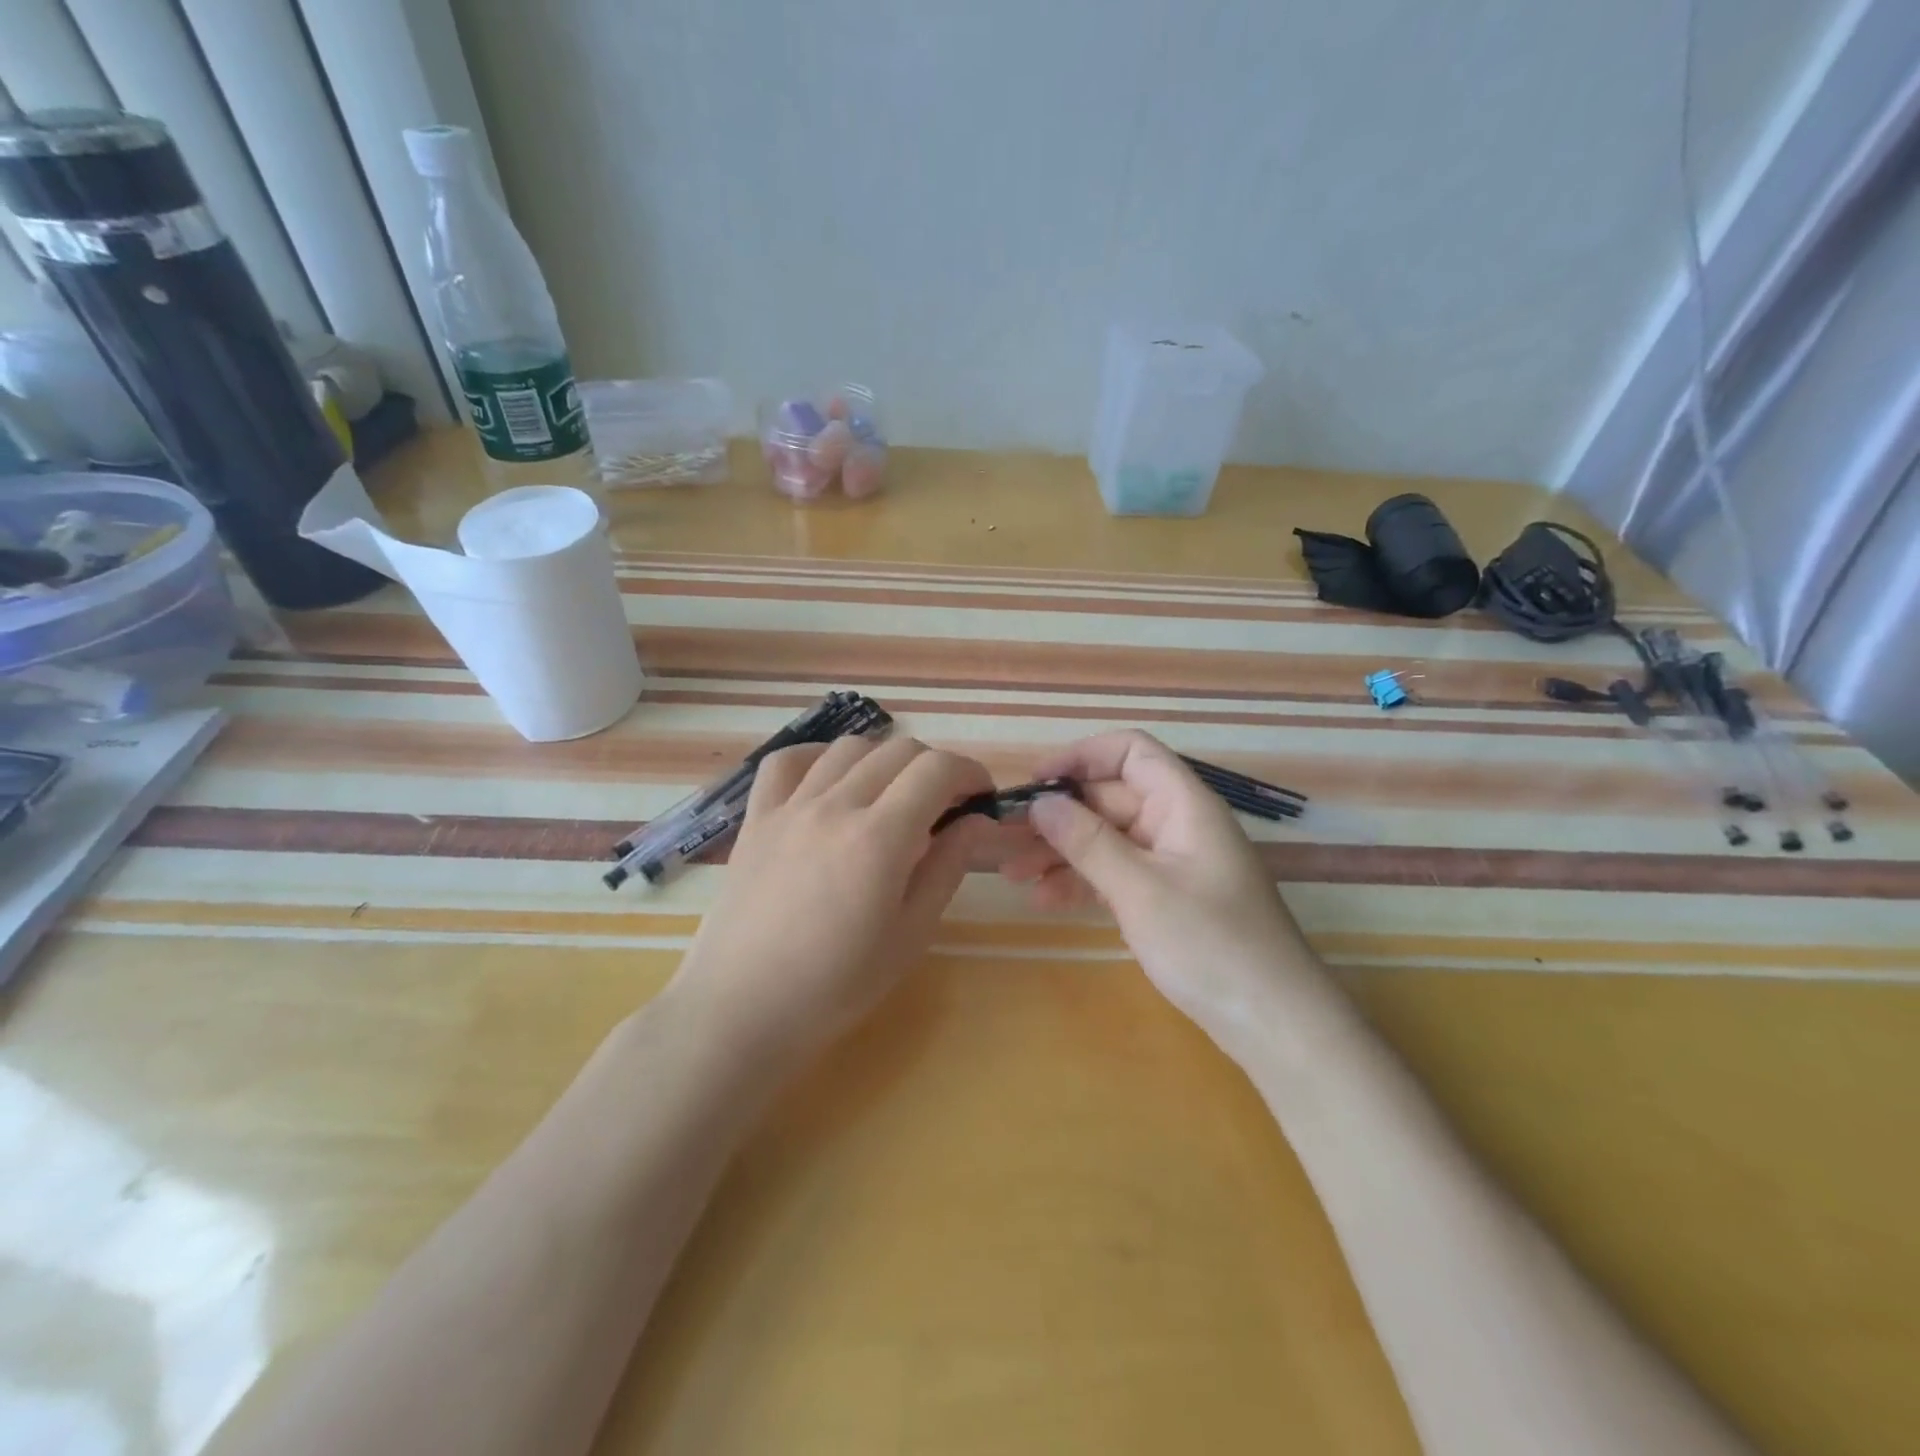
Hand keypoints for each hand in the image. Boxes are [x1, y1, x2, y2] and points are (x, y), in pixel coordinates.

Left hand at [671, 735, 994, 1062]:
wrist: (742, 1010)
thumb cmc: (835, 986)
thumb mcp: (910, 935)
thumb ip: (947, 868)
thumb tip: (977, 821)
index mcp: (879, 838)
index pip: (936, 770)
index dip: (969, 772)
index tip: (980, 796)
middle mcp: (835, 806)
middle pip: (898, 751)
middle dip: (934, 767)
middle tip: (944, 805)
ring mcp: (790, 807)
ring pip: (848, 748)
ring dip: (884, 760)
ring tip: (891, 795)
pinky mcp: (757, 818)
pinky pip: (786, 761)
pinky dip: (818, 757)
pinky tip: (830, 781)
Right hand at [1001, 730, 1324, 1039]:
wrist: (1275, 1025)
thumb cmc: (1211, 946)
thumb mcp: (1141, 890)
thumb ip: (1088, 842)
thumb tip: (1041, 802)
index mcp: (1183, 804)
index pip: (1130, 752)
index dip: (1081, 757)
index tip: (1036, 784)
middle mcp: (1178, 824)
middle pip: (1110, 798)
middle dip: (1059, 815)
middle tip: (1007, 839)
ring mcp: (1173, 864)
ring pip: (1108, 839)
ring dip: (1062, 852)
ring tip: (1012, 875)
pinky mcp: (1168, 899)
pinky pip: (1117, 874)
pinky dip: (1083, 882)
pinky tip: (1044, 900)